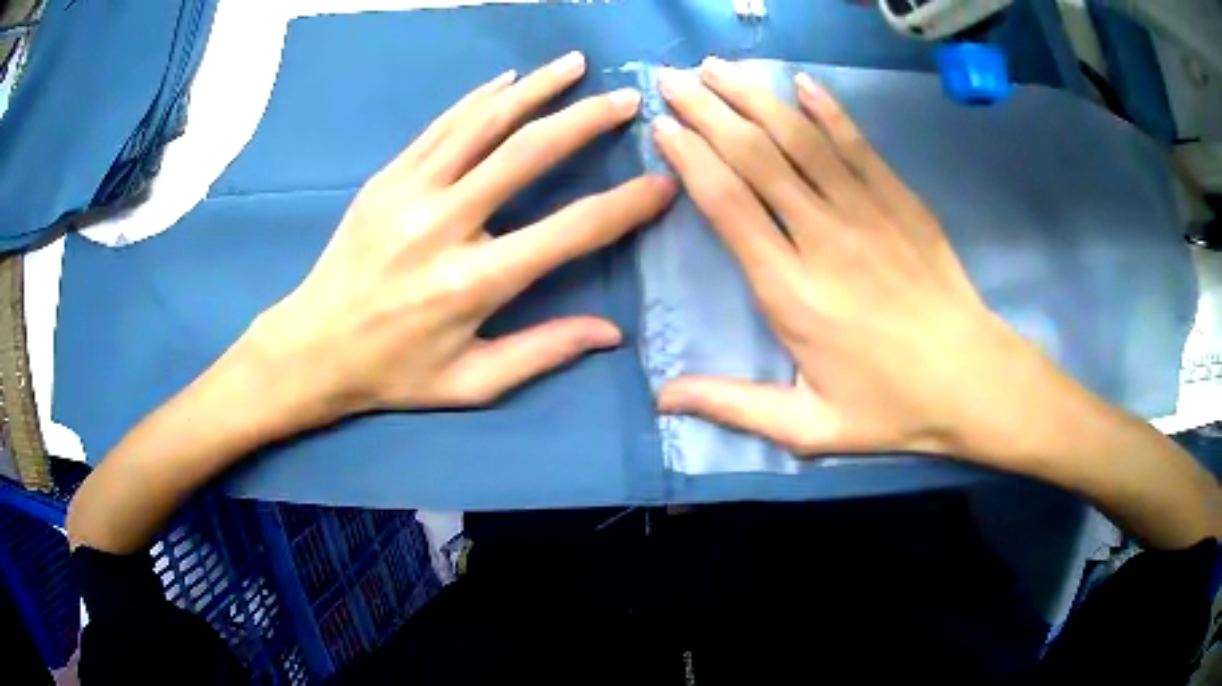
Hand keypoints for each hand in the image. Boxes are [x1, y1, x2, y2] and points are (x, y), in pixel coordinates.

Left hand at [251, 51, 674, 418]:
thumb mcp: (471, 382)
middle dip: (586, 119)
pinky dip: (478, 99)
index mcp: (474, 282)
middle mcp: (444, 225)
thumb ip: (542, 352)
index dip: (624, 206)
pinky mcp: (385, 178)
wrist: (311, 348)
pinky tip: (507, 80)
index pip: (569, 231)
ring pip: (483, 123)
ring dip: (535, 88)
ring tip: (574, 64)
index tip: (663, 183)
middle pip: (528, 153)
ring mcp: (409, 193)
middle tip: (627, 99)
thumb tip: (610, 333)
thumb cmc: (393, 373)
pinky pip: (440, 126)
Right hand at [651, 58, 1058, 465]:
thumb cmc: (889, 406)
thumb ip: (734, 405)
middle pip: (754, 156)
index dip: (690, 157)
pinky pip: (857, 143)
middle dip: (707, 109)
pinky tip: (800, 82)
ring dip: (754, 96)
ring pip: (799, 138)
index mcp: (791, 291)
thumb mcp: (808, 427)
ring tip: (716, 67)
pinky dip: (827, 109)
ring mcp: (867, 211)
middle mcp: (823, 237)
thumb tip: (662, 399)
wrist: (971, 380)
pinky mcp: (901, 200)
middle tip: (672, 78)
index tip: (663, 127)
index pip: (727, 203)